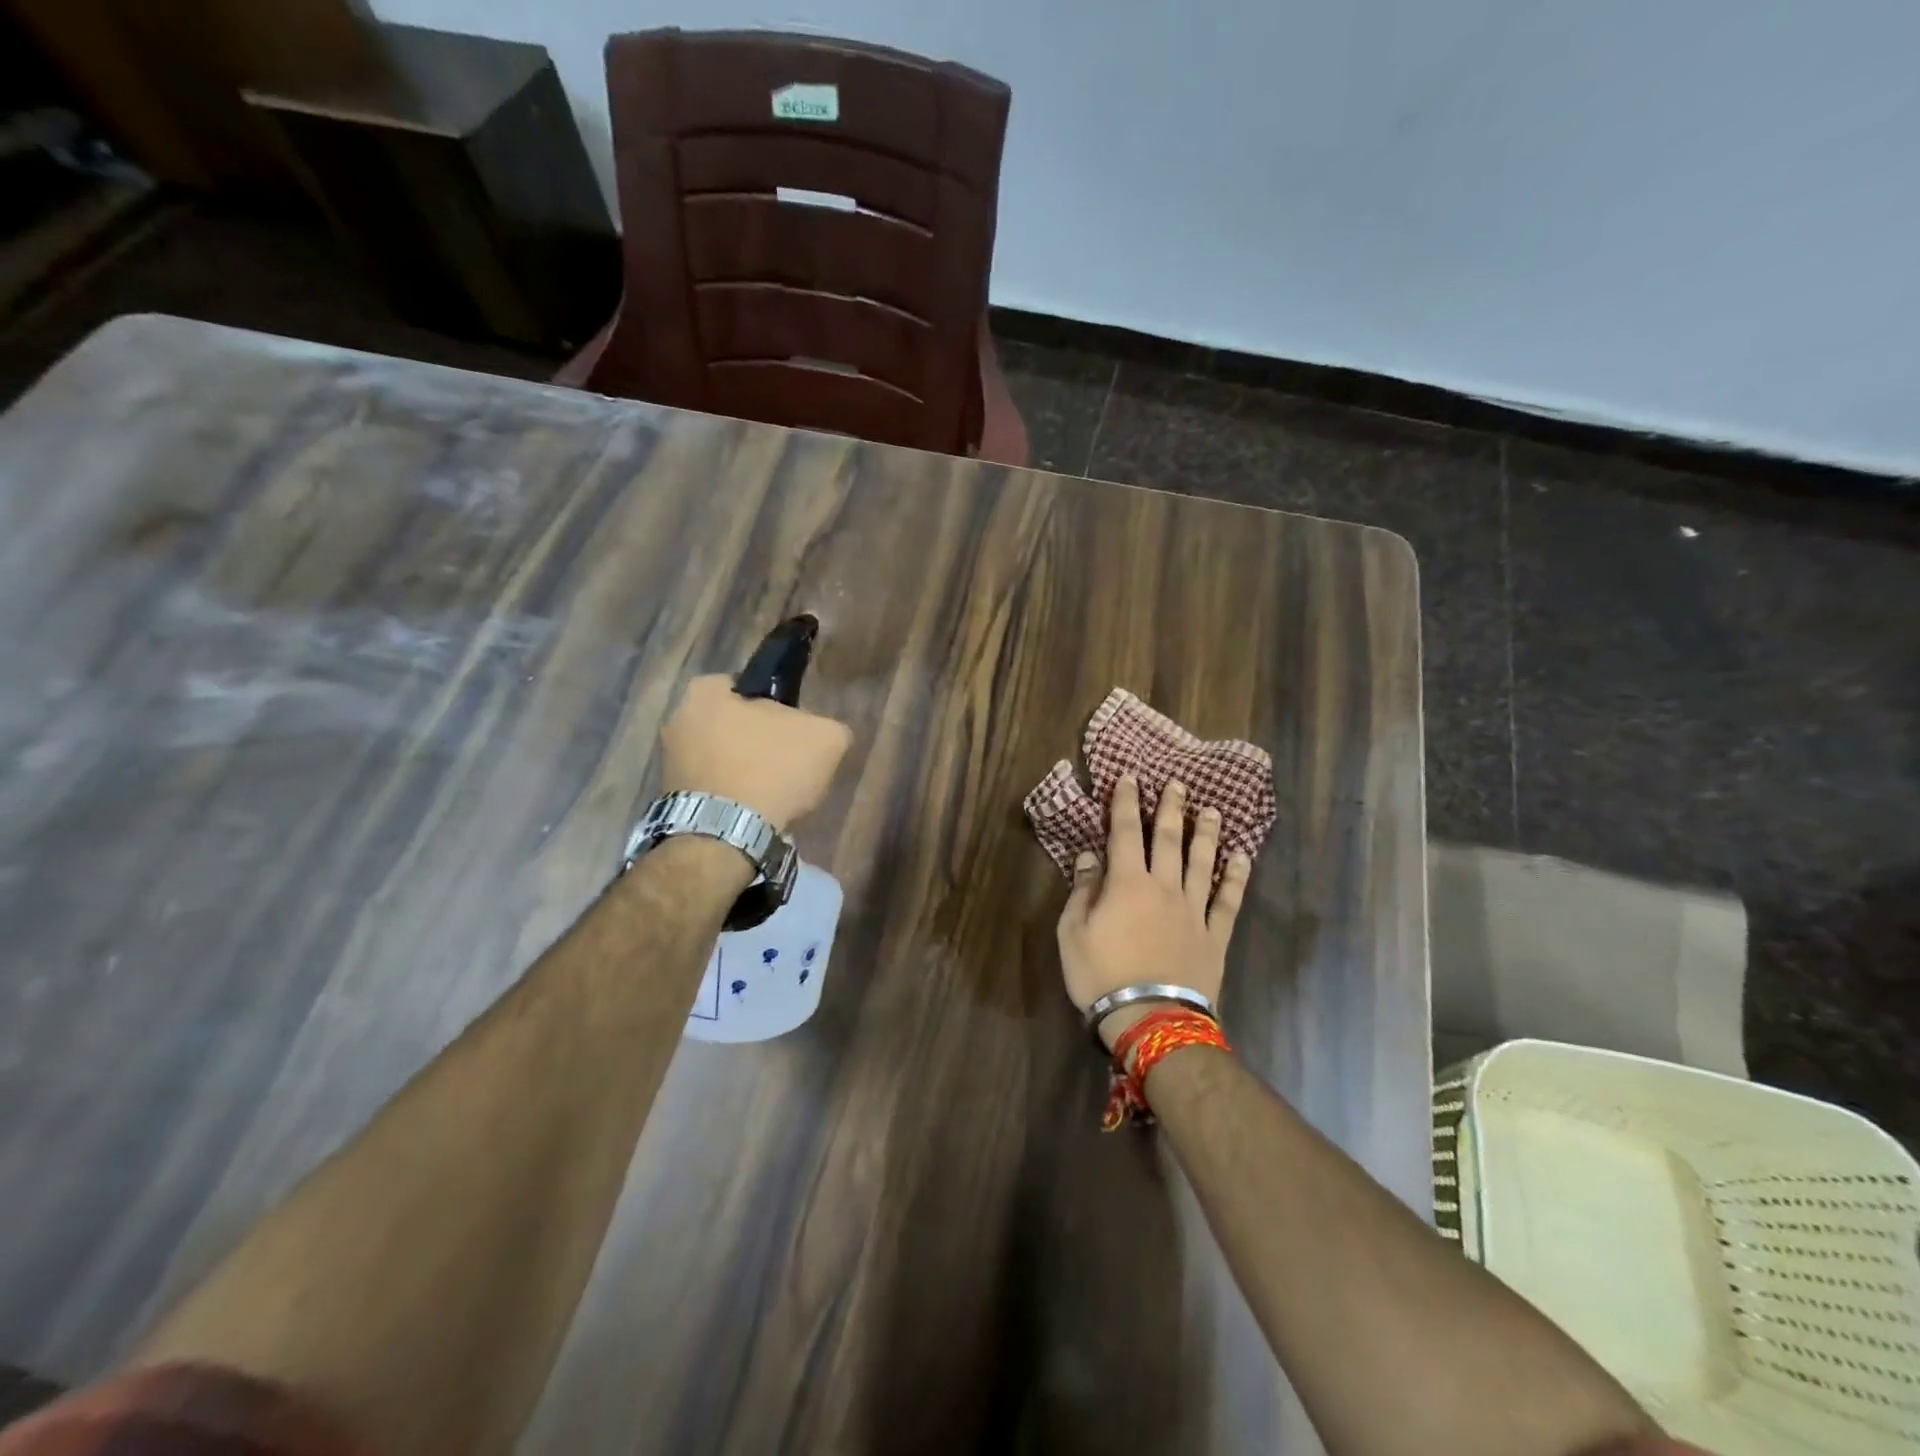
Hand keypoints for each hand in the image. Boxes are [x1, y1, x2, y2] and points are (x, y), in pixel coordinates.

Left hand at [661, 675, 852, 830]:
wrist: (727, 835)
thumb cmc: (771, 770)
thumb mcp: (825, 738)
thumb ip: (826, 725)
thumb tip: (819, 734)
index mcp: (704, 692)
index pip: (746, 687)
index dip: (776, 707)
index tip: (794, 730)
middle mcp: (677, 720)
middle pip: (732, 725)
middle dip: (757, 741)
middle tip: (786, 763)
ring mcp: (668, 763)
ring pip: (722, 759)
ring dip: (744, 772)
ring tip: (773, 795)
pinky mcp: (671, 800)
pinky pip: (712, 790)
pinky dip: (731, 799)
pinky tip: (754, 814)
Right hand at [1056, 775, 1251, 1049]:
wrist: (1150, 1019)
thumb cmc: (1101, 975)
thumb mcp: (1073, 933)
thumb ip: (1083, 891)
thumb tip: (1090, 857)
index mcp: (1127, 883)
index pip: (1125, 832)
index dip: (1127, 803)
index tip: (1131, 778)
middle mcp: (1164, 887)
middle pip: (1169, 840)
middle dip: (1171, 809)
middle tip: (1177, 784)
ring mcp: (1194, 910)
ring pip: (1203, 863)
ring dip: (1206, 834)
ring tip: (1212, 811)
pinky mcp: (1214, 936)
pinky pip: (1228, 901)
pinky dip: (1236, 878)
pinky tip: (1242, 859)